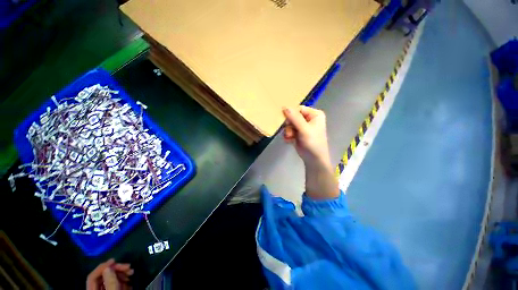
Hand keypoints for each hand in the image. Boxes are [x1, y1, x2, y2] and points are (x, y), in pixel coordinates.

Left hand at [86, 259, 133, 289]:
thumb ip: (110, 282)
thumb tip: (109, 266)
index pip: (93, 276)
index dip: (102, 267)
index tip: (115, 260)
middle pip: (103, 276)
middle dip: (116, 269)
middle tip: (128, 267)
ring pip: (111, 279)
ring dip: (122, 274)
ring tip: (131, 273)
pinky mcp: (112, 289)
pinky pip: (116, 284)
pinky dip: (123, 280)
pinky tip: (130, 280)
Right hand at [283, 106, 331, 168]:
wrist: (313, 159)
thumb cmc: (313, 143)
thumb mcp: (304, 129)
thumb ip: (295, 118)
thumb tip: (285, 107)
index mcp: (314, 114)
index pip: (299, 109)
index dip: (291, 114)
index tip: (286, 121)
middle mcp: (309, 119)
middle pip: (293, 116)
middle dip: (289, 125)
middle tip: (289, 132)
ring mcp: (303, 126)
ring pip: (290, 124)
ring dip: (288, 131)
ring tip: (289, 137)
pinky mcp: (298, 133)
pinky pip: (289, 130)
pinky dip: (288, 135)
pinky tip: (289, 140)